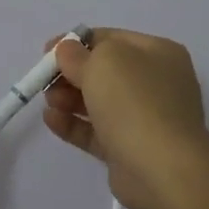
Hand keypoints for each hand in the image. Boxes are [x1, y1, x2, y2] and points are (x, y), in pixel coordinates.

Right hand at [42, 28, 208, 208]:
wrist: (163, 169)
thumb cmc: (135, 102)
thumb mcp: (103, 62)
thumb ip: (78, 53)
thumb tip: (67, 51)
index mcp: (158, 53)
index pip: (111, 39)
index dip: (76, 43)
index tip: (47, 52)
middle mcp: (155, 83)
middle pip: (103, 72)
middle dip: (70, 74)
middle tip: (45, 81)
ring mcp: (144, 118)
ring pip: (98, 102)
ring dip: (68, 98)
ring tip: (49, 102)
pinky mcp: (129, 149)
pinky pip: (96, 131)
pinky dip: (73, 124)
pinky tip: (51, 120)